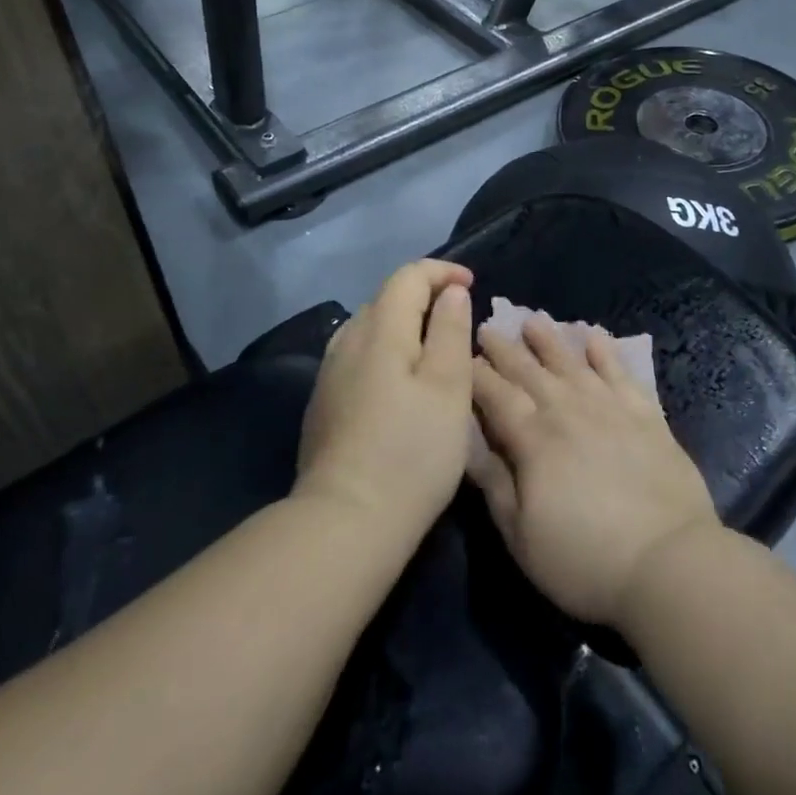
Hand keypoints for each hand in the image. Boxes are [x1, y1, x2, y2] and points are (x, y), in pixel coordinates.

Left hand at [295, 260, 475, 545]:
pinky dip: (386, 349)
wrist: (345, 523)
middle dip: (424, 294)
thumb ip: (450, 330)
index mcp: (380, 330)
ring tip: (434, 345)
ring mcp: (329, 373)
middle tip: (459, 314)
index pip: (408, 276)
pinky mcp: (323, 403)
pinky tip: (401, 380)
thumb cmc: (411, 452)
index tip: (472, 283)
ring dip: (403, 322)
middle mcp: (347, 341)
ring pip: (370, 326)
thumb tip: (450, 292)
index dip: (442, 271)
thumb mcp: (449, 387)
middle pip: (386, 297)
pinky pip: (359, 355)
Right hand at [468, 315, 719, 626]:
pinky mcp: (645, 412)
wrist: (667, 561)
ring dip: (549, 339)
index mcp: (533, 439)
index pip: (497, 396)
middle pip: (529, 371)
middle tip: (488, 327)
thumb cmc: (585, 559)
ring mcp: (609, 406)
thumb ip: (494, 485)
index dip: (477, 376)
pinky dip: (605, 351)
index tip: (463, 356)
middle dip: (505, 349)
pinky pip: (619, 371)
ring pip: (571, 362)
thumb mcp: (522, 536)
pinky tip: (594, 335)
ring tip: (533, 320)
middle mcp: (567, 410)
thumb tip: (468, 443)